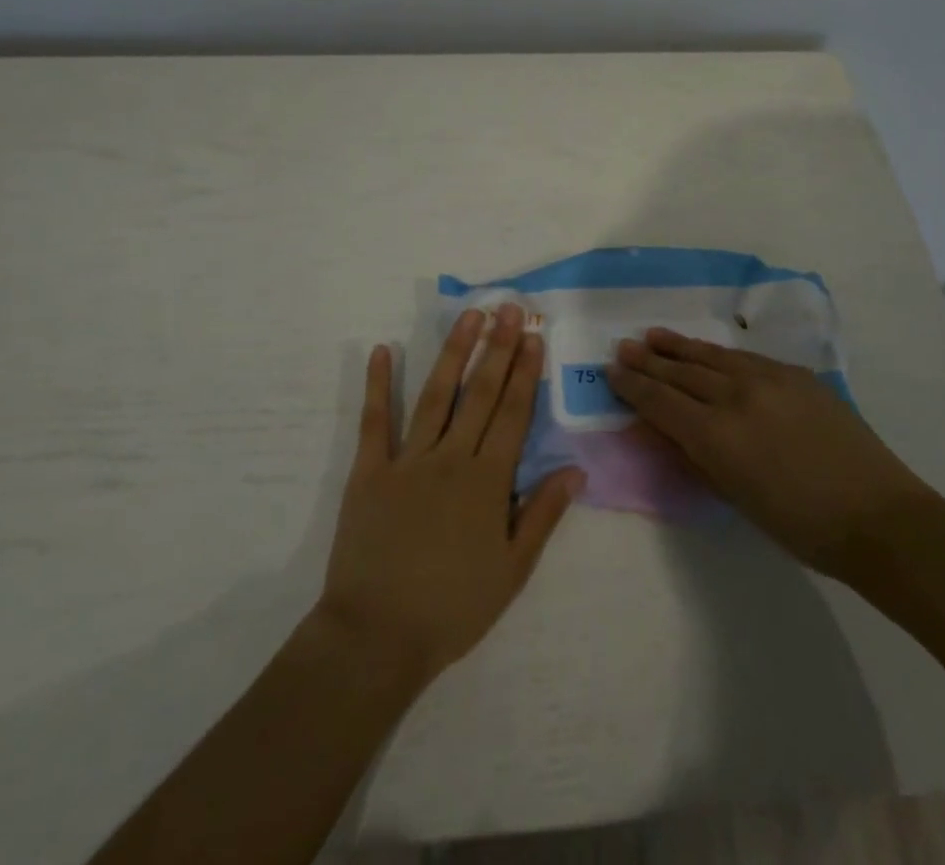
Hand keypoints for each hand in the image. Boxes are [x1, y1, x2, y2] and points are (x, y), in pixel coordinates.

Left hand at [316, 304, 584, 684]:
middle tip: (508, 309)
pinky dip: (378, 383)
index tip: (533, 336)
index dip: (524, 373)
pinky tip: (383, 350)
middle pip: (479, 393)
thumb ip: (543, 515)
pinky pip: (374, 420)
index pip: (512, 414)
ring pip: (435, 394)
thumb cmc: (452, 608)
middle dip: (497, 348)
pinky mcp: (368, 471)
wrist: (376, 636)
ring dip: (453, 352)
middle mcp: (451, 458)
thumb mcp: (512, 570)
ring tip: (468, 317)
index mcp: (487, 482)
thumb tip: (575, 470)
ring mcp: (407, 460)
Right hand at [608, 329, 936, 579]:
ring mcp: (768, 379)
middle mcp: (736, 397)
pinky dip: (716, 353)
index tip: (612, 372)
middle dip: (648, 361)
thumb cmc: (802, 527)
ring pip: (711, 357)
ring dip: (678, 347)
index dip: (633, 386)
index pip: (661, 402)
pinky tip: (705, 350)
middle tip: (623, 347)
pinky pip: (744, 358)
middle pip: (681, 373)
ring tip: (653, 335)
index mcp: (717, 437)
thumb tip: (668, 430)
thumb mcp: (737, 498)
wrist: (879, 517)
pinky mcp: (795, 374)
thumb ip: (697, 458)